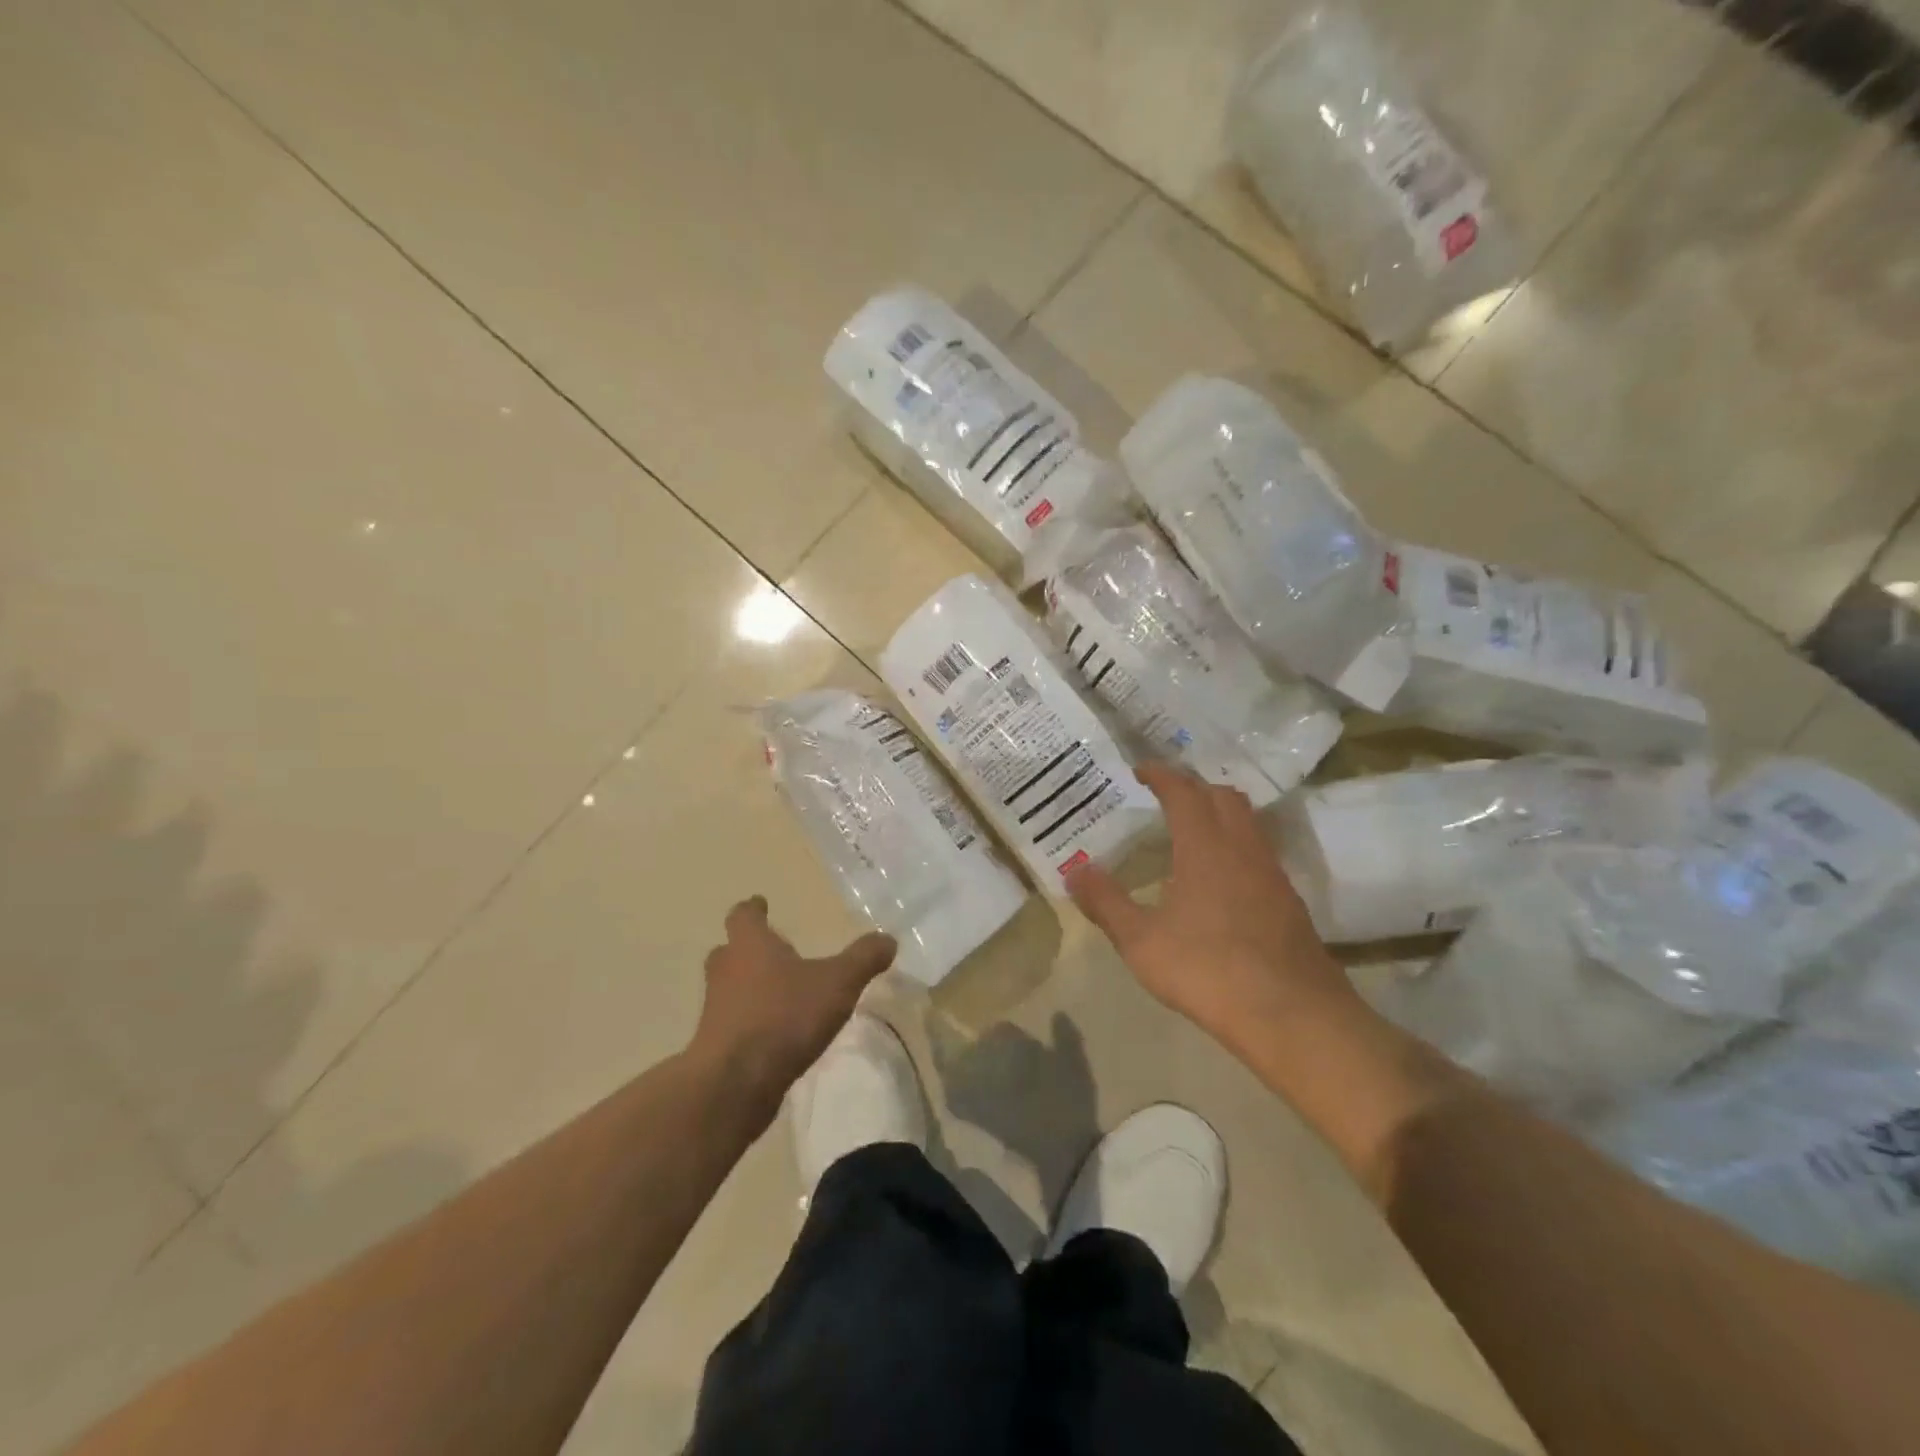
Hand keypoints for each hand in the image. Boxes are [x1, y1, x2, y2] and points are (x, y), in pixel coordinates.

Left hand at [689, 897, 896, 1110]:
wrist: (735, 1083)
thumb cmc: (785, 1016)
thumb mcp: (837, 983)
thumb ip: (863, 959)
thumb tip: (888, 939)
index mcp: (750, 945)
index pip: (743, 915)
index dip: (753, 908)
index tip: (759, 903)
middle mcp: (726, 970)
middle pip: (729, 950)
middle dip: (748, 948)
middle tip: (771, 950)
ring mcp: (715, 1009)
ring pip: (728, 987)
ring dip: (748, 987)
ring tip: (778, 993)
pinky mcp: (715, 1045)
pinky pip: (733, 1023)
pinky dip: (749, 1022)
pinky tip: (774, 1033)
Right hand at [1066, 762, 1356, 1046]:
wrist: (1292, 1015)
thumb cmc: (1208, 970)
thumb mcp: (1141, 941)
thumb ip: (1106, 902)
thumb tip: (1075, 872)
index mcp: (1204, 847)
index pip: (1184, 792)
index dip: (1162, 775)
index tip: (1142, 770)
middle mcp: (1242, 848)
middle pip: (1223, 797)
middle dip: (1194, 787)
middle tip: (1167, 796)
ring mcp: (1272, 873)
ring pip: (1248, 823)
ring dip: (1220, 814)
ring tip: (1192, 831)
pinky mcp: (1289, 901)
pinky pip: (1260, 853)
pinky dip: (1237, 845)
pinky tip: (1222, 878)